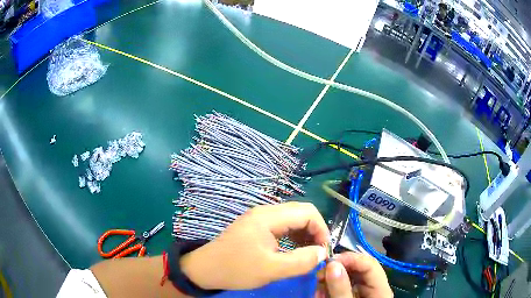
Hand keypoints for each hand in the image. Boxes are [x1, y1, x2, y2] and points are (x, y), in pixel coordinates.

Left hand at [180, 202, 329, 289]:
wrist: (205, 269)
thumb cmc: (236, 269)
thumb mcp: (271, 270)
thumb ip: (301, 261)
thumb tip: (322, 253)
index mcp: (268, 217)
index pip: (308, 212)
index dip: (321, 229)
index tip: (324, 251)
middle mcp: (265, 212)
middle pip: (301, 213)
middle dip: (314, 232)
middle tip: (318, 253)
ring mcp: (259, 219)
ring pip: (292, 220)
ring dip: (304, 234)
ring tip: (308, 254)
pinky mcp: (256, 227)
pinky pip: (282, 227)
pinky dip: (293, 237)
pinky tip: (294, 251)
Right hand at [316, 252, 392, 297]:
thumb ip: (341, 289)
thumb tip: (332, 264)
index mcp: (380, 289)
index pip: (370, 264)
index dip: (351, 259)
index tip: (329, 262)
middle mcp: (372, 287)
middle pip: (357, 269)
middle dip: (337, 269)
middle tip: (317, 274)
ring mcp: (361, 292)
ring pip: (346, 276)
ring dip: (329, 279)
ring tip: (315, 287)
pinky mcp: (350, 296)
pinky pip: (339, 286)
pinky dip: (327, 288)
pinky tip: (318, 293)